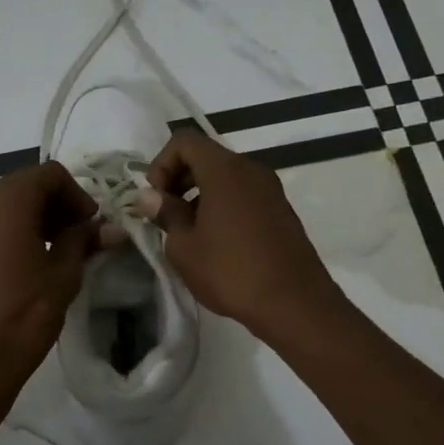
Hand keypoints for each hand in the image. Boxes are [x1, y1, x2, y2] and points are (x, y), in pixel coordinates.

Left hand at [0, 160, 100, 411]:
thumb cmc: (24, 315)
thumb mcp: (64, 276)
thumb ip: (84, 241)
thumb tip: (110, 227)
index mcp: (7, 200)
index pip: (50, 174)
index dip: (77, 194)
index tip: (91, 225)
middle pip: (25, 185)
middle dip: (56, 205)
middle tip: (79, 237)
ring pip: (4, 205)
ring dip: (33, 218)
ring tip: (55, 252)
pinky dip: (10, 231)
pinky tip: (26, 263)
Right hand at [144, 131, 346, 344]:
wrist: (294, 303)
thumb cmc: (231, 272)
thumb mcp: (184, 247)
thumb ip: (165, 214)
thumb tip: (149, 196)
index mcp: (225, 170)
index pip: (185, 141)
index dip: (161, 164)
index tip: (156, 199)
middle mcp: (251, 170)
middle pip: (206, 156)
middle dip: (179, 179)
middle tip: (166, 215)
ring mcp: (271, 190)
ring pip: (226, 177)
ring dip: (200, 195)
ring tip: (189, 234)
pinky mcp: (281, 211)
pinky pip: (244, 195)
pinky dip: (223, 206)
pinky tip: (217, 243)